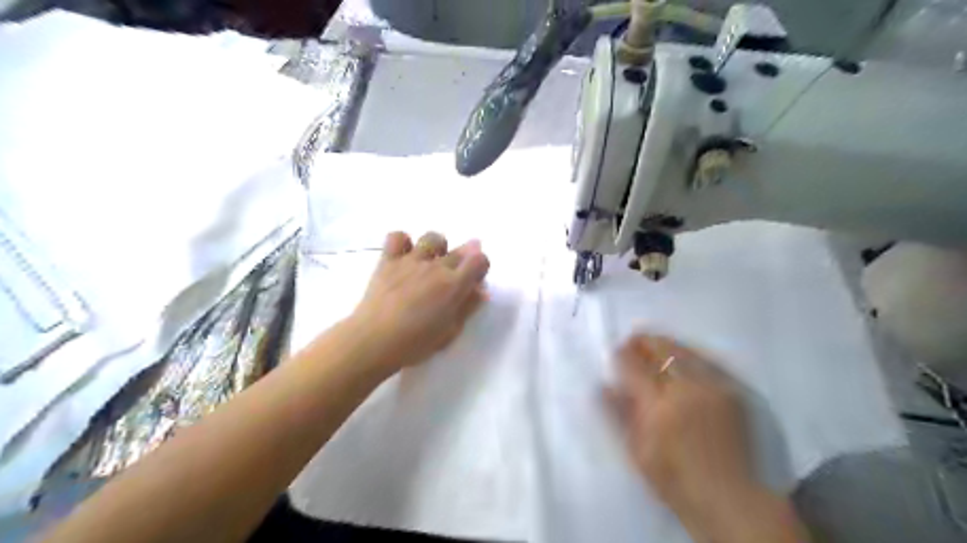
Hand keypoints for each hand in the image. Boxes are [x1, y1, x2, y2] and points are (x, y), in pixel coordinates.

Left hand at [347, 229, 491, 373]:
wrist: (374, 340)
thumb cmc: (415, 343)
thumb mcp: (450, 331)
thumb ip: (467, 307)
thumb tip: (480, 290)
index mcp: (454, 285)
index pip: (479, 260)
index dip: (481, 267)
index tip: (474, 280)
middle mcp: (436, 266)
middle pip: (459, 250)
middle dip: (463, 260)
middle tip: (453, 277)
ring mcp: (411, 260)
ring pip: (432, 238)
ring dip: (437, 247)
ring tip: (431, 262)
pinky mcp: (388, 260)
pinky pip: (398, 237)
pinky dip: (404, 242)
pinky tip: (404, 256)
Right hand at [607, 336, 804, 542]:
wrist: (736, 502)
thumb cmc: (678, 482)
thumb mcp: (638, 453)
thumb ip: (618, 415)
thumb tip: (601, 386)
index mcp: (659, 406)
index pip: (633, 365)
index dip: (621, 355)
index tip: (616, 353)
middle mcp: (688, 389)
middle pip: (661, 348)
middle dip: (643, 341)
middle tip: (633, 343)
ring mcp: (716, 387)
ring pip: (685, 350)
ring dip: (665, 345)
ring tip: (655, 348)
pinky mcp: (737, 391)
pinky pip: (708, 361)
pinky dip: (690, 356)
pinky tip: (684, 362)